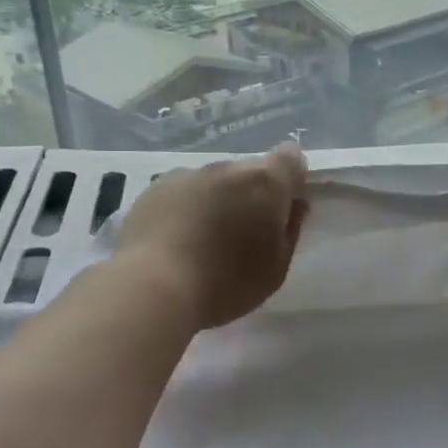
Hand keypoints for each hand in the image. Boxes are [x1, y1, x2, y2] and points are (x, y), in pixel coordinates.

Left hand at [113, 146, 308, 328]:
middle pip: (251, 171)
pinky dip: (187, 208)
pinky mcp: (154, 189)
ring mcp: (187, 175)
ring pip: (215, 181)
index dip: (292, 178)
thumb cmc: (226, 283)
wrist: (152, 288)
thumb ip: (291, 230)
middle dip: (253, 193)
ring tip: (205, 239)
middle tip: (245, 232)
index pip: (291, 158)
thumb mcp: (276, 269)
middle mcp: (227, 168)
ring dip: (218, 199)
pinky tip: (176, 240)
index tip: (286, 206)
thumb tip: (294, 205)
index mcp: (265, 183)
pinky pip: (183, 192)